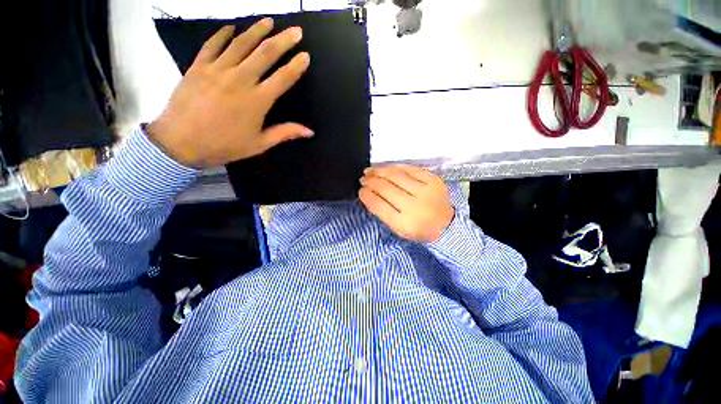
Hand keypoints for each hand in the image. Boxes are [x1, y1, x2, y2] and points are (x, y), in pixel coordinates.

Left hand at [147, 19, 312, 167]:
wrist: (181, 142)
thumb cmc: (225, 145)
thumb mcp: (259, 144)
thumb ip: (285, 133)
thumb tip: (310, 131)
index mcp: (258, 101)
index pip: (283, 78)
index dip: (296, 66)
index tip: (305, 55)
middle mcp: (240, 79)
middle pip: (265, 54)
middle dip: (283, 40)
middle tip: (295, 30)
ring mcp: (217, 70)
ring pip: (241, 43)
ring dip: (257, 30)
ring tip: (269, 21)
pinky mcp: (198, 66)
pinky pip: (213, 45)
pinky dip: (222, 34)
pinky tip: (231, 27)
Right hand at [359, 165, 454, 242]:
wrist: (447, 225)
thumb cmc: (419, 229)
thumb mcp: (398, 229)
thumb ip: (383, 212)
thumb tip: (368, 193)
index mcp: (404, 223)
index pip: (378, 205)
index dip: (366, 195)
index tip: (360, 190)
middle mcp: (415, 206)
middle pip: (386, 188)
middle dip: (370, 181)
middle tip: (363, 178)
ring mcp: (425, 191)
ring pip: (396, 175)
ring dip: (379, 171)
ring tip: (370, 171)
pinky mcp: (433, 180)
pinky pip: (409, 169)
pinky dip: (394, 167)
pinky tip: (386, 167)